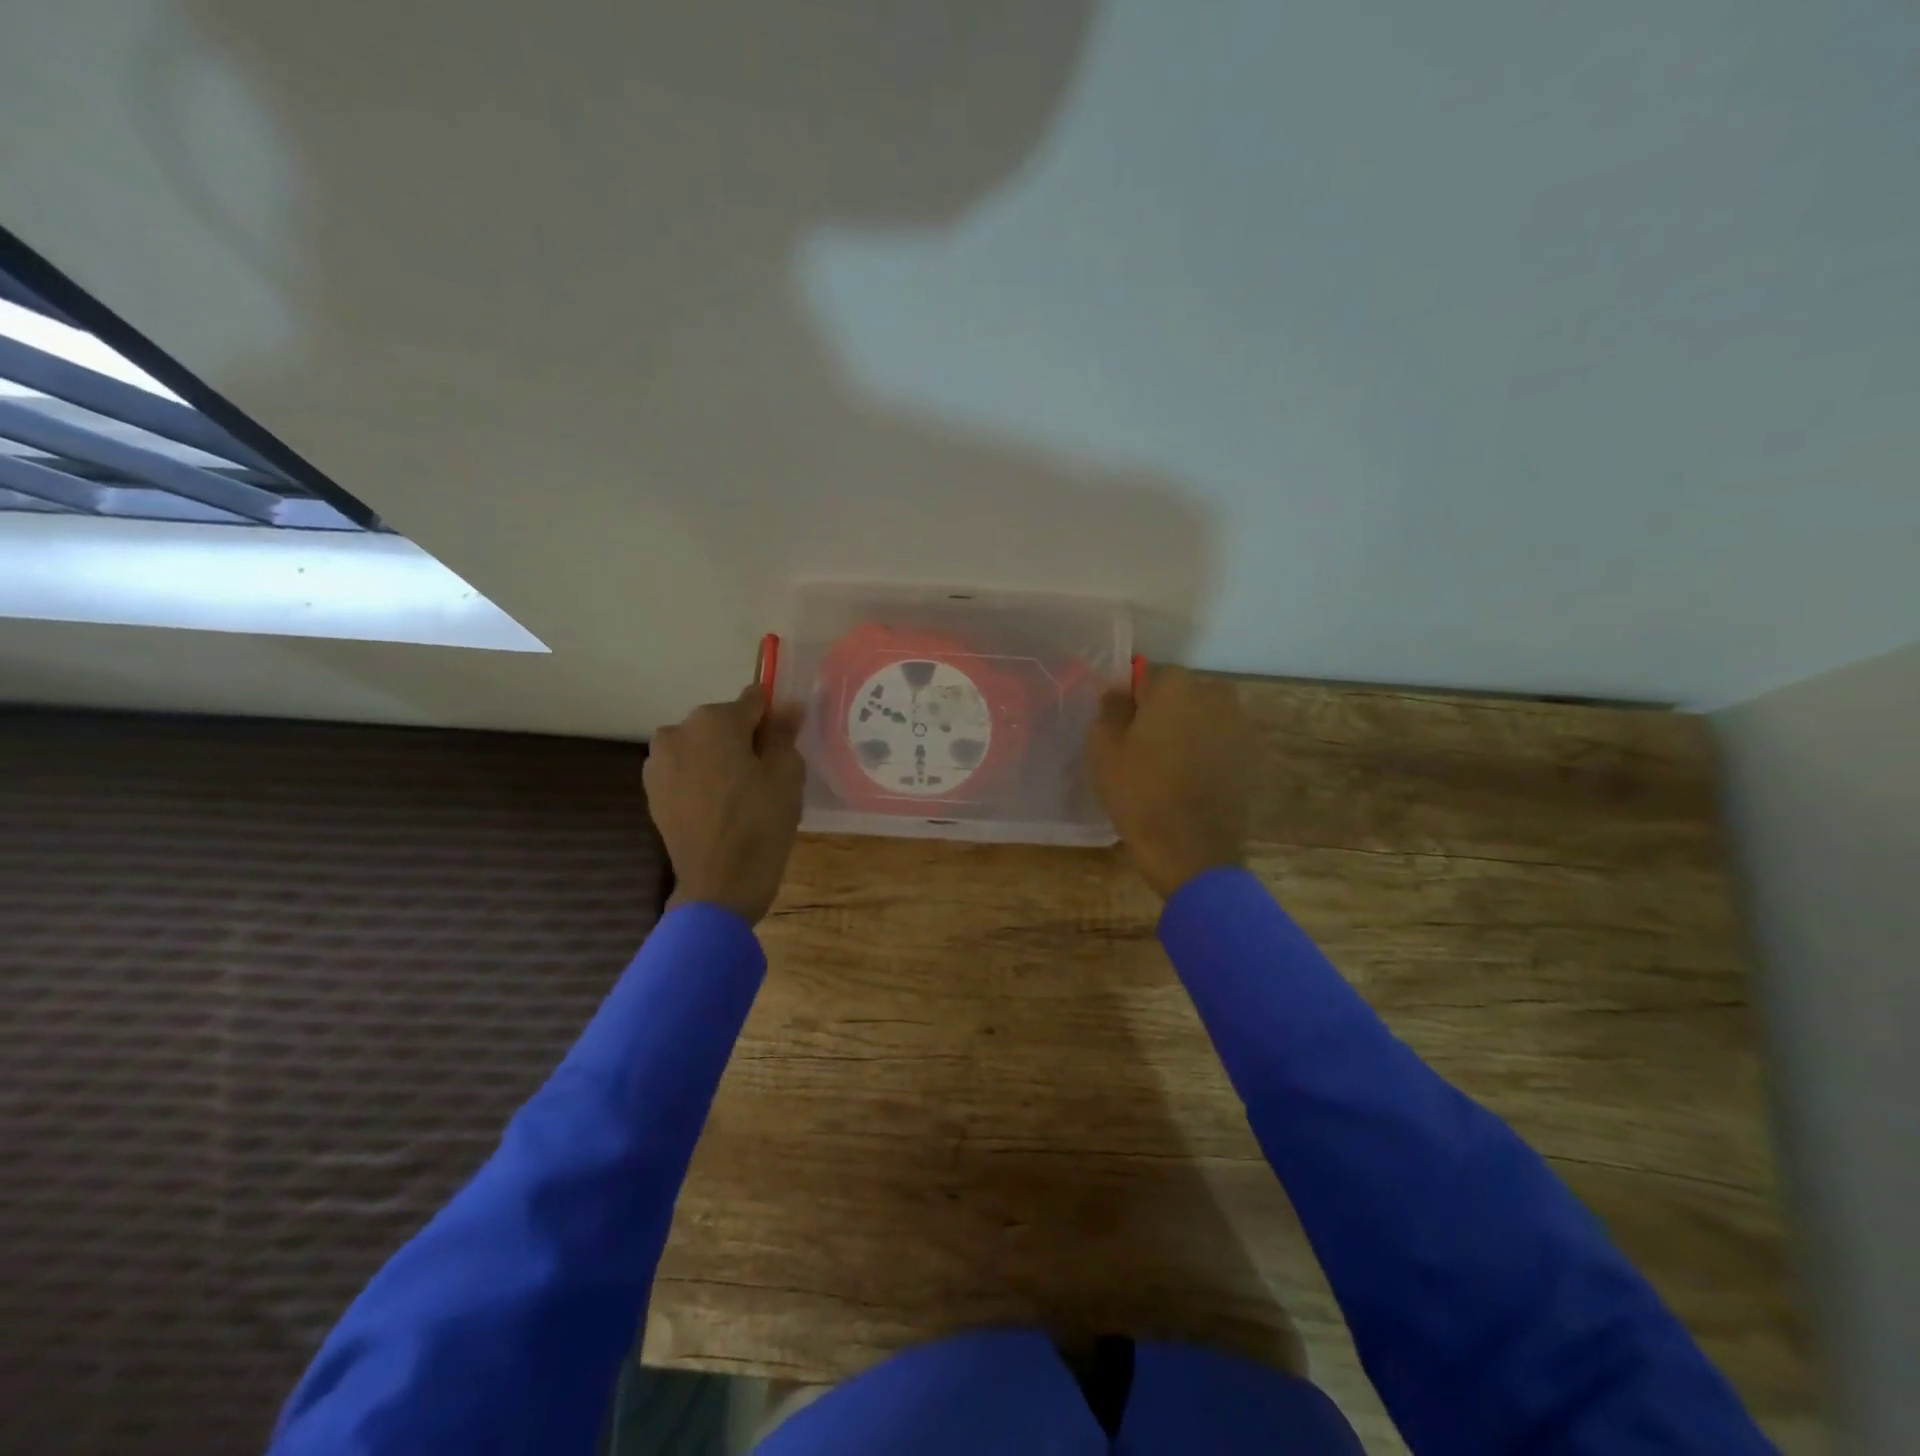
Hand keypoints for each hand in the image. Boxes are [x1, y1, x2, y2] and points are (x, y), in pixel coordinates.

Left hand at [645, 685, 806, 924]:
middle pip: (723, 723)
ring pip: (702, 747)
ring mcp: (659, 762)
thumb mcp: (787, 774)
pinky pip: (686, 771)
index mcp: (713, 720)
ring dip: (721, 759)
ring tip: (742, 796)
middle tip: (767, 777)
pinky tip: (720, 809)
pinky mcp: (652, 791)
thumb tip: (787, 705)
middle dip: (744, 740)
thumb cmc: (761, 824)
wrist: (719, 886)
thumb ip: (784, 732)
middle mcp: (677, 731)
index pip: (753, 701)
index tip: (786, 745)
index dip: (774, 720)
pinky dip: (703, 780)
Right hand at [1088, 665, 1249, 898]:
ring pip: (1203, 716)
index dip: (1132, 699)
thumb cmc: (1139, 794)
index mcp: (1175, 685)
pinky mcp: (1253, 755)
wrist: (1192, 850)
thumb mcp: (1103, 750)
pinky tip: (1192, 779)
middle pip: (1180, 693)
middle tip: (1143, 747)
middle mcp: (1215, 694)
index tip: (1122, 726)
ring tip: (1169, 765)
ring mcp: (1240, 724)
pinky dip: (1208, 751)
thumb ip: (1109, 710)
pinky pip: (1221, 741)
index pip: (1146, 675)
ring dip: (1188, 730)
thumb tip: (1119, 694)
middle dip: (1163, 711)